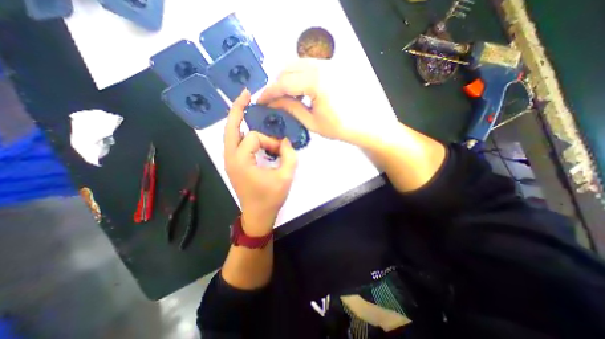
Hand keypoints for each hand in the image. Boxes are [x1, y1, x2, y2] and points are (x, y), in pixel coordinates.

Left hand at [223, 89, 297, 234]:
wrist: (258, 215)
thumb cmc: (271, 198)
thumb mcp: (285, 176)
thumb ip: (289, 155)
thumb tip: (286, 141)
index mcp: (241, 160)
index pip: (255, 138)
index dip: (271, 141)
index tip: (281, 151)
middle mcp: (230, 157)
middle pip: (230, 127)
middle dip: (237, 109)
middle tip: (246, 94)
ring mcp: (230, 161)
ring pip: (230, 134)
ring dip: (238, 119)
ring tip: (246, 106)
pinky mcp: (234, 164)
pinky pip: (235, 143)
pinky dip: (241, 132)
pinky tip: (250, 127)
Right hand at [257, 58, 351, 139]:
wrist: (362, 124)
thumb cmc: (338, 127)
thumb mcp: (311, 121)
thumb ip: (290, 108)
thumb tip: (273, 102)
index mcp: (316, 82)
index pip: (283, 83)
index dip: (269, 92)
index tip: (260, 101)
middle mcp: (321, 66)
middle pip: (287, 68)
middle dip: (276, 84)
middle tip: (272, 99)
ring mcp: (328, 63)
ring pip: (296, 64)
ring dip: (286, 78)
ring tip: (284, 96)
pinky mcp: (332, 66)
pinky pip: (308, 65)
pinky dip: (297, 75)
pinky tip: (299, 90)